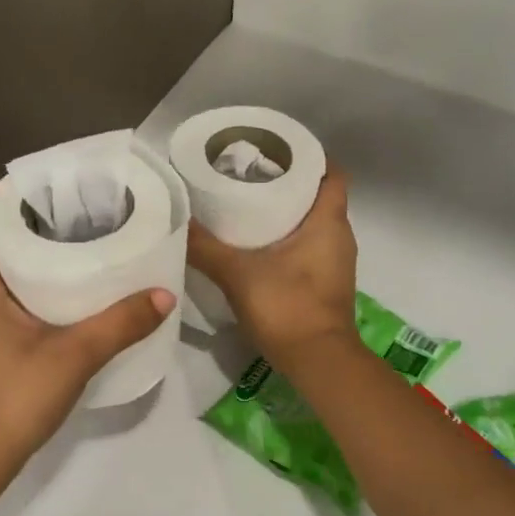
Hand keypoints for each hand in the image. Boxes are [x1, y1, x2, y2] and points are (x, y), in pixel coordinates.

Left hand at [0, 185, 173, 501]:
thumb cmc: (6, 400)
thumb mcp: (71, 358)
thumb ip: (119, 325)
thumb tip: (164, 295)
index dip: (3, 194)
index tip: (45, 185)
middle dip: (20, 224)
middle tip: (70, 216)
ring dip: (16, 258)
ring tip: (66, 251)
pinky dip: (11, 288)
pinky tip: (48, 302)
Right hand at [187, 165, 357, 369]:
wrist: (318, 364)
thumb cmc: (287, 307)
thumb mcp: (238, 274)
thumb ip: (205, 247)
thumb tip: (174, 220)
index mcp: (328, 222)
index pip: (331, 173)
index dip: (309, 158)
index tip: (276, 152)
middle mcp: (339, 237)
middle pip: (319, 197)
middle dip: (289, 184)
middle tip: (250, 177)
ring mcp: (335, 264)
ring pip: (314, 225)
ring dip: (287, 215)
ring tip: (248, 207)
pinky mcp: (326, 285)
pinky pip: (309, 250)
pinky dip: (288, 242)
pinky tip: (257, 248)